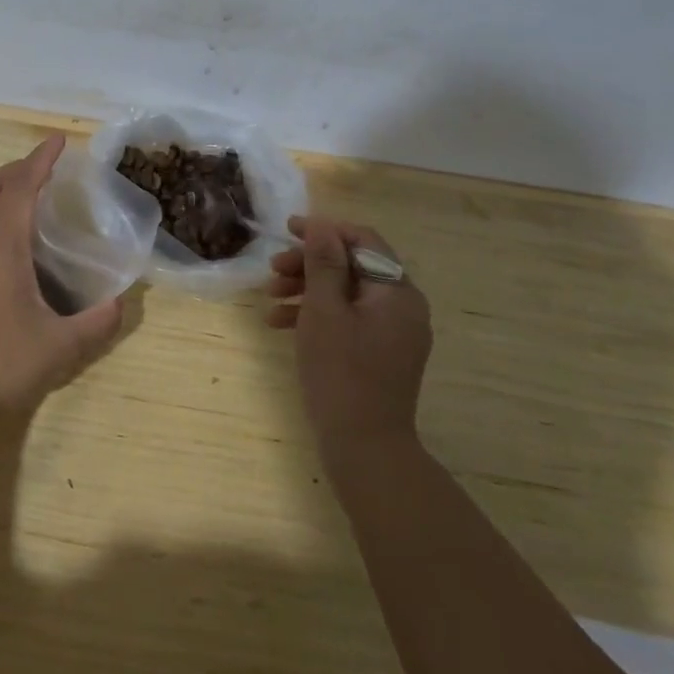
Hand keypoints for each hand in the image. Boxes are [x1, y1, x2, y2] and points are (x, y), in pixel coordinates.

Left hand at [0, 135, 124, 422]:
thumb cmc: (1, 364)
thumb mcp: (59, 347)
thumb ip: (95, 324)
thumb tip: (120, 304)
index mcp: (0, 248)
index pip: (20, 189)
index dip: (39, 161)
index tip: (57, 141)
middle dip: (15, 167)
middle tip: (44, 166)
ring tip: (28, 194)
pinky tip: (9, 239)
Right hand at [267, 216, 433, 448]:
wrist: (365, 448)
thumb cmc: (341, 373)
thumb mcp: (324, 311)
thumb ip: (323, 264)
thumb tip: (321, 225)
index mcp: (397, 292)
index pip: (363, 241)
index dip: (324, 230)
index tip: (287, 230)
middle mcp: (403, 307)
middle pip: (353, 267)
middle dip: (310, 264)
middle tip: (272, 270)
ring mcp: (394, 333)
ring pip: (347, 294)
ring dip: (307, 289)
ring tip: (270, 299)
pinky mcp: (381, 354)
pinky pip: (349, 320)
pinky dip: (318, 316)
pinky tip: (281, 325)